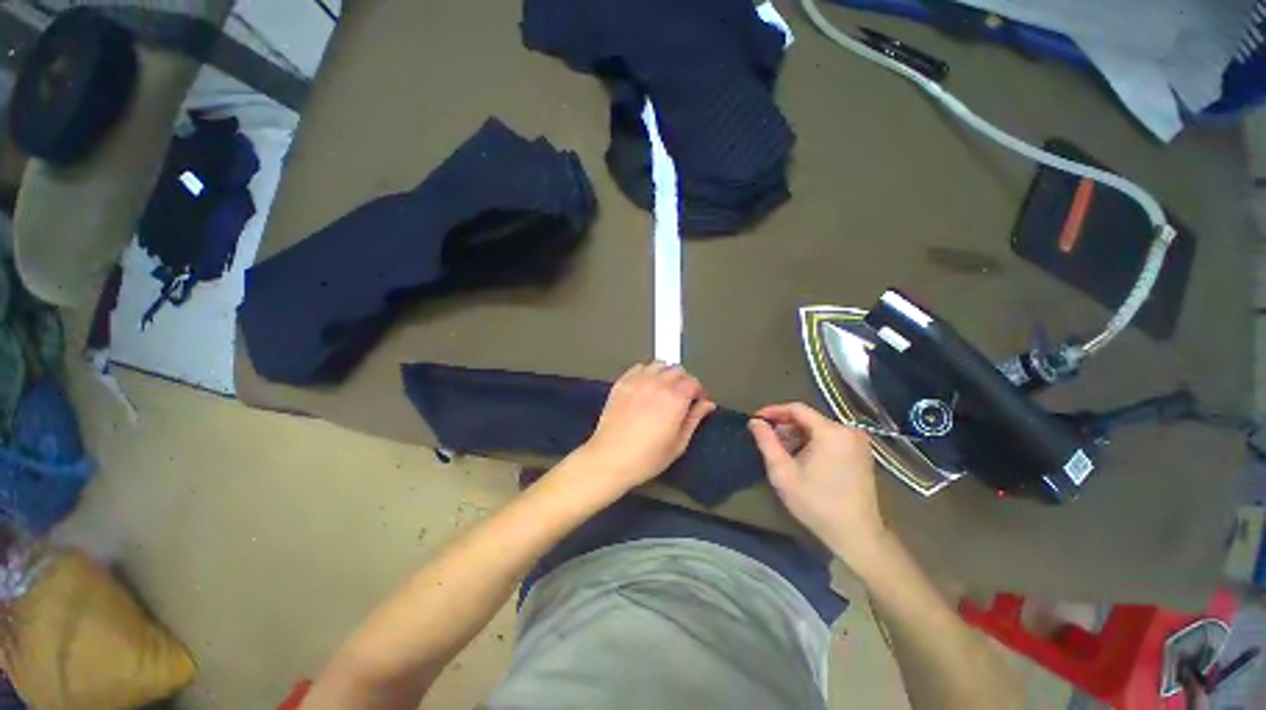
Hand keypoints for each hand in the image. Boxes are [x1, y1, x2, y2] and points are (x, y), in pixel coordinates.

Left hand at [582, 362, 716, 491]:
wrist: (609, 459)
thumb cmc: (646, 457)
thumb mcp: (678, 444)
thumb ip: (694, 419)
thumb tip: (707, 405)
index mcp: (675, 399)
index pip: (693, 382)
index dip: (699, 391)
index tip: (698, 400)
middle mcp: (657, 384)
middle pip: (677, 370)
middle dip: (684, 381)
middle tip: (683, 396)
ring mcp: (637, 381)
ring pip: (659, 365)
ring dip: (666, 373)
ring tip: (665, 389)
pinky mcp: (622, 383)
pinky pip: (639, 367)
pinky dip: (647, 372)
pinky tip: (646, 386)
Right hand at [748, 403, 886, 562]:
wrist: (856, 535)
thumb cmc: (816, 503)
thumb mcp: (783, 472)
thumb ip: (766, 442)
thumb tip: (754, 422)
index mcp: (831, 432)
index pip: (797, 409)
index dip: (773, 411)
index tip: (756, 420)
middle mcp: (848, 430)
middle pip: (808, 418)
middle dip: (784, 426)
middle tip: (767, 439)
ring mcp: (858, 442)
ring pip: (818, 428)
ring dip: (797, 435)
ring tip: (781, 451)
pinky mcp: (861, 453)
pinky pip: (830, 437)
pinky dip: (812, 442)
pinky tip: (800, 457)